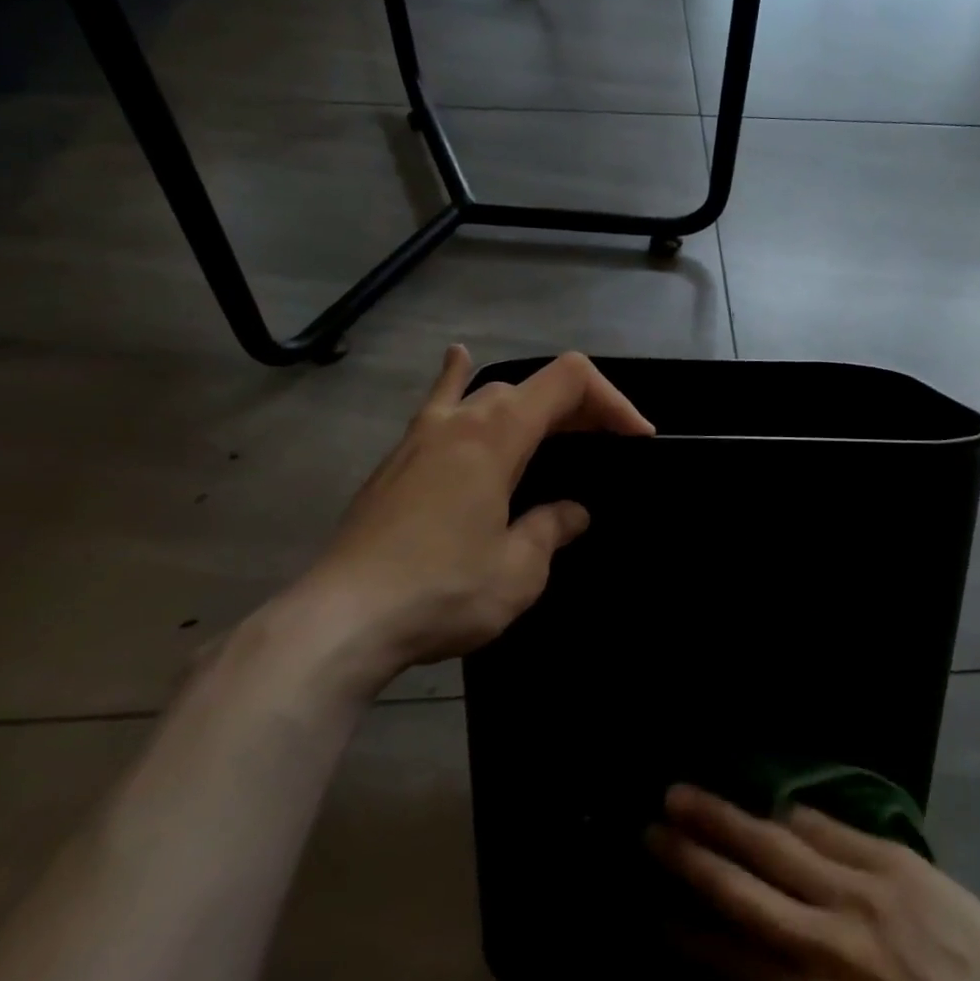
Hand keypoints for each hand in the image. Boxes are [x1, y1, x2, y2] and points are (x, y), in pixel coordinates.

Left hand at [280, 346, 652, 694]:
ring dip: (531, 406)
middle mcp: (460, 418)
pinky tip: (458, 361)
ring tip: (556, 432)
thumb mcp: (518, 569)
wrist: (342, 620)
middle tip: (604, 450)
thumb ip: (551, 528)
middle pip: (532, 386)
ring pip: (487, 394)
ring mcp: (421, 434)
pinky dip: (457, 381)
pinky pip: (438, 403)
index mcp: (497, 432)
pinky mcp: (398, 460)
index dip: (613, 400)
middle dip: (579, 410)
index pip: (570, 381)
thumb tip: (570, 512)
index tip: (637, 440)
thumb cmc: (441, 590)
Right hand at [648, 785, 979, 980]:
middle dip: (692, 859)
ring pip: (777, 846)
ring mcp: (862, 893)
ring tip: (684, 795)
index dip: (690, 932)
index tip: (655, 908)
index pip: (735, 961)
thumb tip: (751, 940)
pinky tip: (768, 807)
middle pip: (744, 892)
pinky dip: (792, 818)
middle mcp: (831, 946)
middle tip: (650, 831)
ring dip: (726, 820)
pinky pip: (828, 829)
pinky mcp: (892, 861)